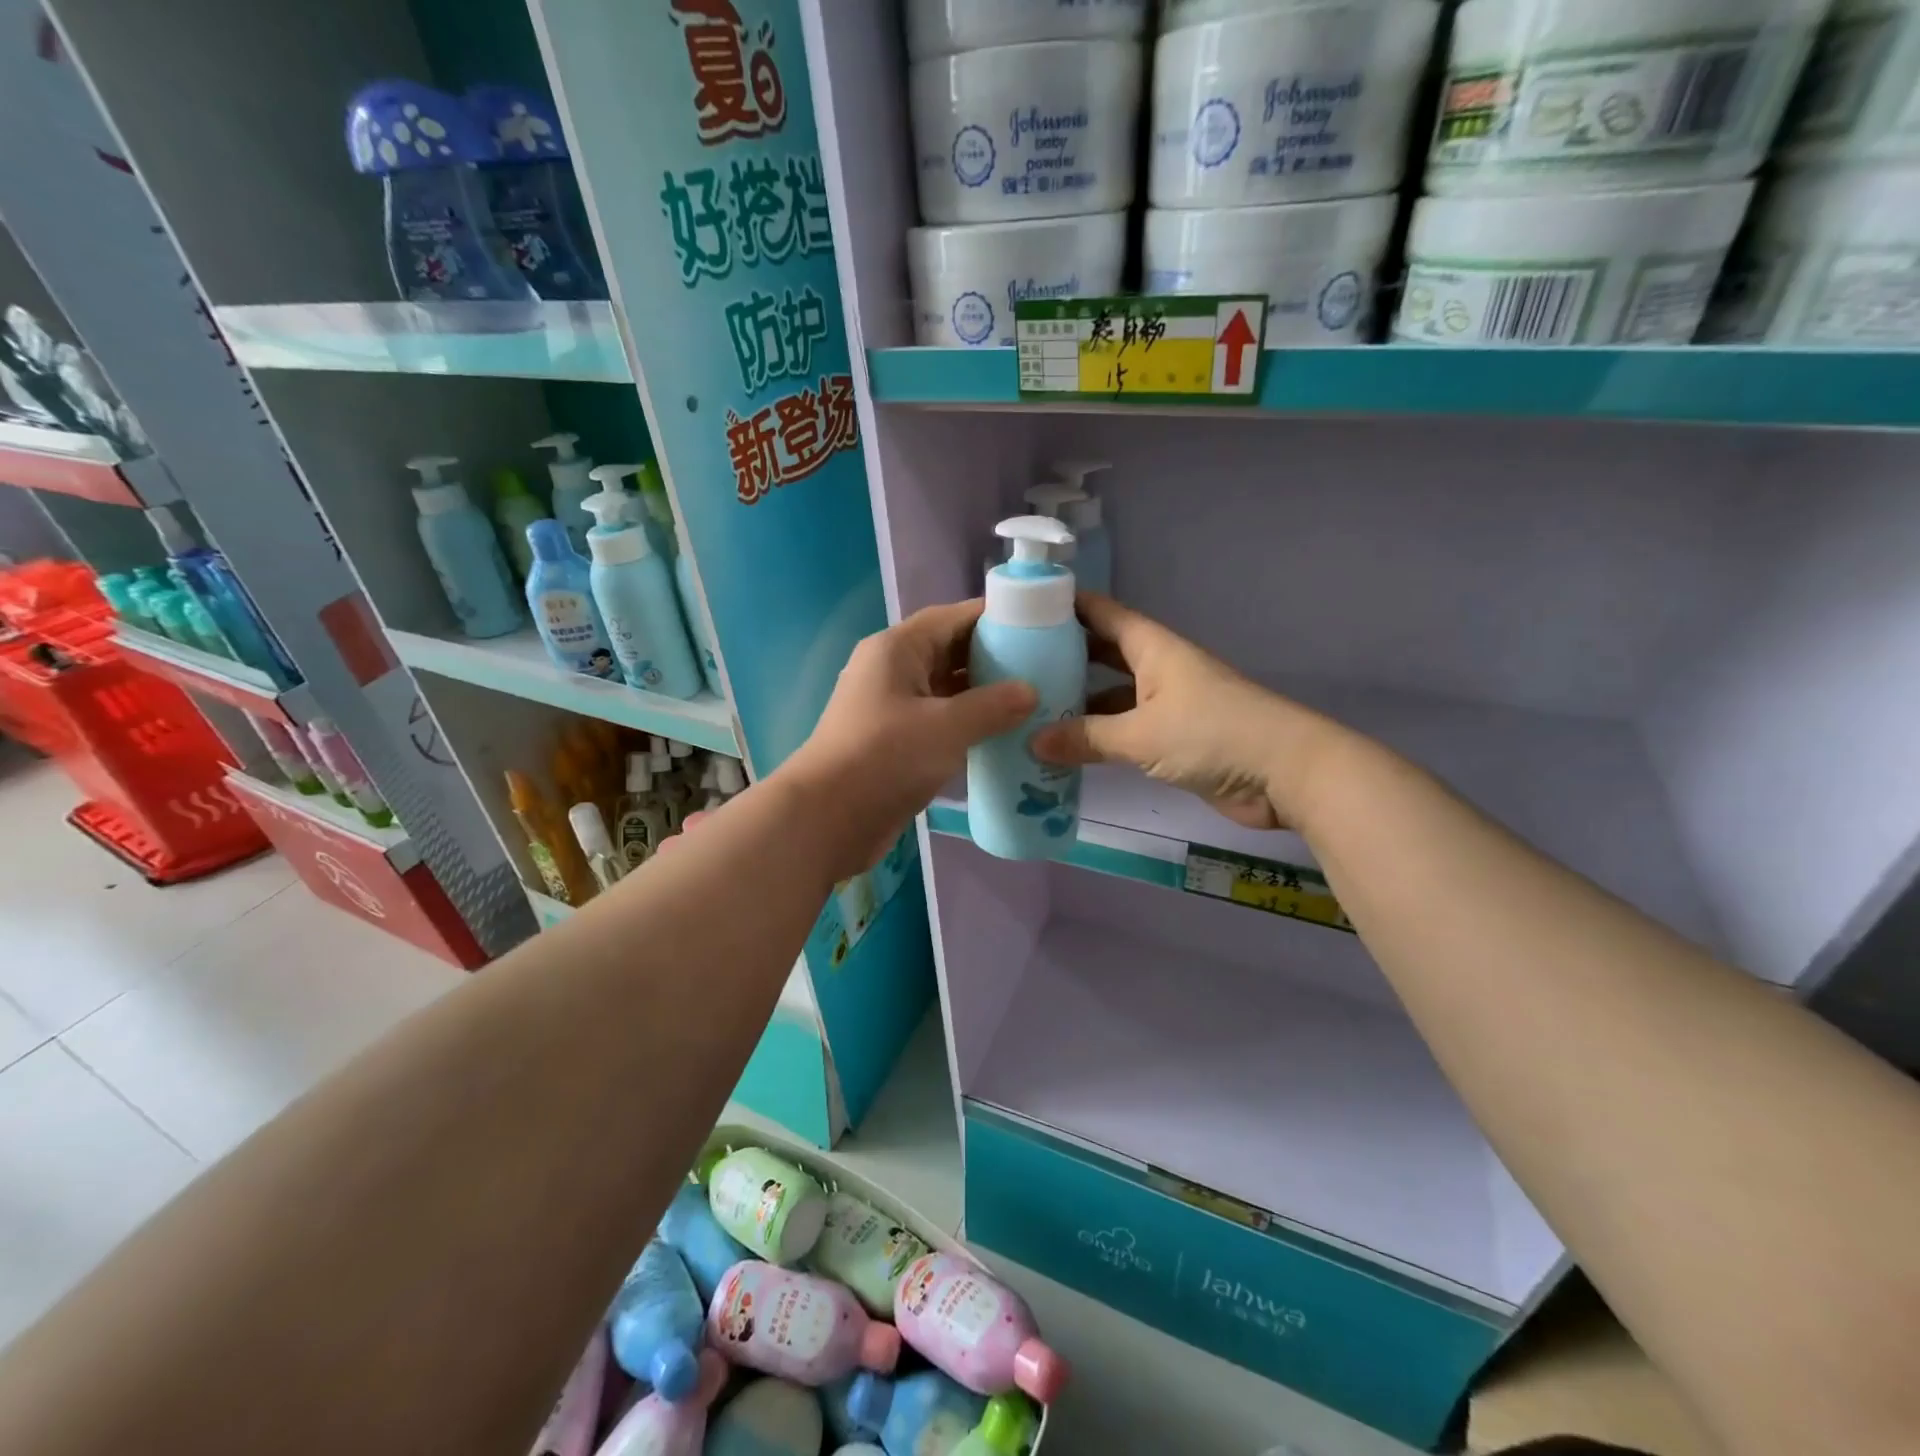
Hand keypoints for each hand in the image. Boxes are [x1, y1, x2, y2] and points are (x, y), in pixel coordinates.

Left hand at [784, 601, 1035, 873]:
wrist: (828, 819)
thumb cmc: (885, 758)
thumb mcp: (946, 727)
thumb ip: (993, 705)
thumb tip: (1030, 691)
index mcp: (897, 649)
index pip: (953, 617)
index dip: (996, 618)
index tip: (1040, 626)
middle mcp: (893, 670)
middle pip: (951, 651)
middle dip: (995, 657)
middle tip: (1046, 666)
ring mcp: (892, 706)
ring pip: (947, 689)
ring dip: (984, 694)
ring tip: (1034, 699)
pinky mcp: (896, 740)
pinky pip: (940, 720)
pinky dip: (969, 723)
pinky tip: (1004, 734)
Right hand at [1031, 594, 1329, 830]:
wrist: (1285, 774)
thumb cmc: (1213, 734)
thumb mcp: (1142, 734)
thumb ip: (1086, 738)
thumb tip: (1032, 742)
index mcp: (1153, 648)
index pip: (1102, 613)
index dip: (1065, 605)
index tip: (1021, 608)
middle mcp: (1157, 668)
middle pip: (1102, 653)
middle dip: (1063, 656)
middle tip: (1014, 666)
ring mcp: (1166, 704)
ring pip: (1111, 695)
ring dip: (1077, 702)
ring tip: (1028, 709)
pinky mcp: (1174, 739)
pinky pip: (1124, 730)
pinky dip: (1098, 736)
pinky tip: (1065, 747)